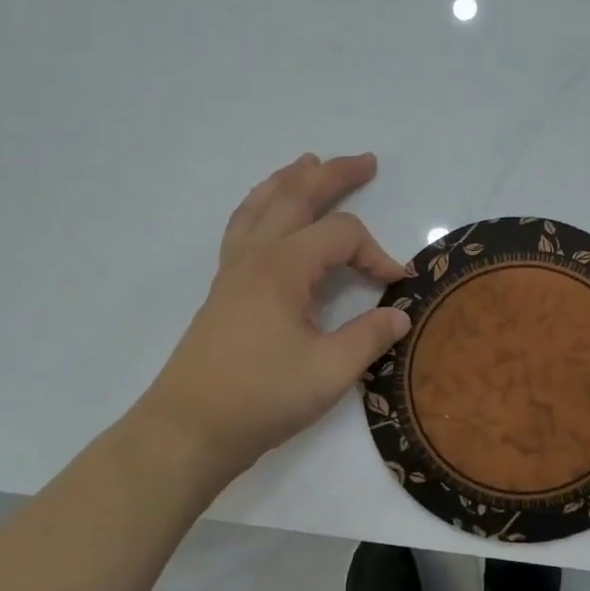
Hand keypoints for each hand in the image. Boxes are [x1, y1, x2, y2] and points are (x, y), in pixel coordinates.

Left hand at [137, 153, 410, 482]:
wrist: (189, 429)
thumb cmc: (261, 398)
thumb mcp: (330, 372)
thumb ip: (369, 337)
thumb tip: (400, 314)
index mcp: (282, 268)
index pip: (341, 236)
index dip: (377, 253)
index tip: (397, 285)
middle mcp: (255, 257)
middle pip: (295, 198)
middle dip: (332, 176)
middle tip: (366, 161)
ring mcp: (233, 272)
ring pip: (260, 206)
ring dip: (288, 181)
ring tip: (307, 162)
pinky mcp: (223, 291)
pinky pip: (242, 229)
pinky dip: (261, 208)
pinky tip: (266, 216)